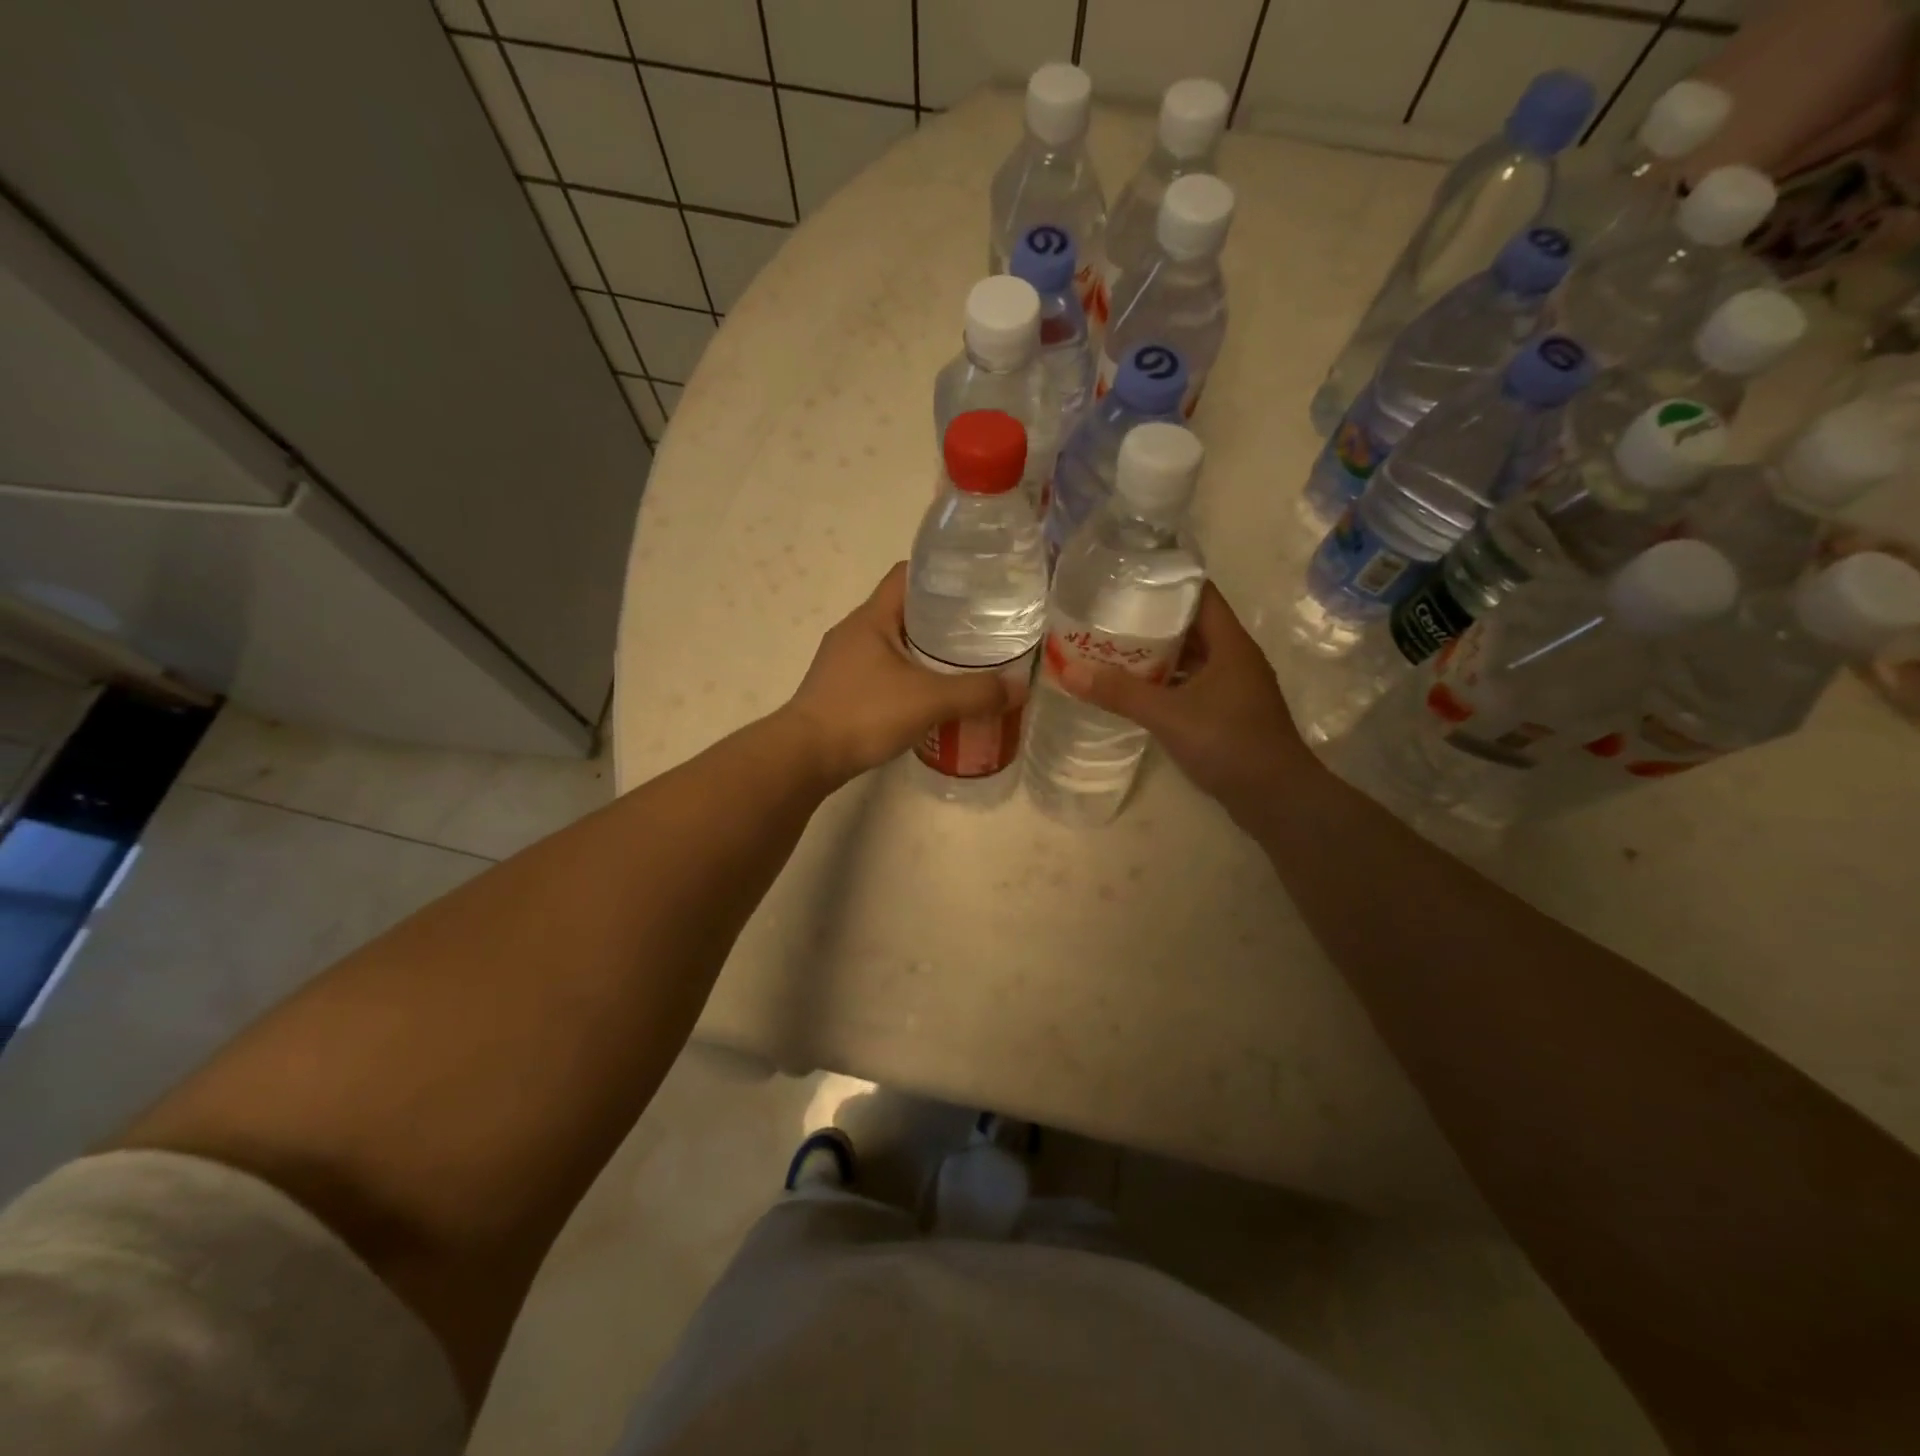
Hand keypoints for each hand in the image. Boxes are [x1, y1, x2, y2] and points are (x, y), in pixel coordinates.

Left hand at [782, 563, 1020, 783]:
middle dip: (942, 617)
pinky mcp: (841, 689)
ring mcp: (843, 661)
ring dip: (924, 650)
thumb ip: (976, 693)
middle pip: (904, 609)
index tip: (976, 586)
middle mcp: (854, 631)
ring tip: (962, 664)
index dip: (941, 573)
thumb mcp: (928, 700)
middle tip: (981, 630)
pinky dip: (908, 676)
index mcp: (871, 617)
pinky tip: (929, 697)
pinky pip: (882, 671)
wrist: (805, 757)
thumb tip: (1019, 688)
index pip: (907, 575)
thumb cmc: (864, 714)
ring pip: (893, 643)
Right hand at [1059, 583, 1316, 829]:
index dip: (1166, 581)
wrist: (1276, 798)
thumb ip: (1120, 693)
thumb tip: (1068, 671)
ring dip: (1159, 653)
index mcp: (1230, 644)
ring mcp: (1235, 687)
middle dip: (1153, 619)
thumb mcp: (1168, 715)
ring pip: (1192, 657)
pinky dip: (1168, 682)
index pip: (1199, 594)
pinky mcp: (1230, 713)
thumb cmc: (1228, 743)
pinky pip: (1193, 684)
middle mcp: (1235, 658)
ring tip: (1115, 648)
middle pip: (1192, 625)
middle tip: (1109, 615)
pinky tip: (1138, 689)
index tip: (1127, 578)